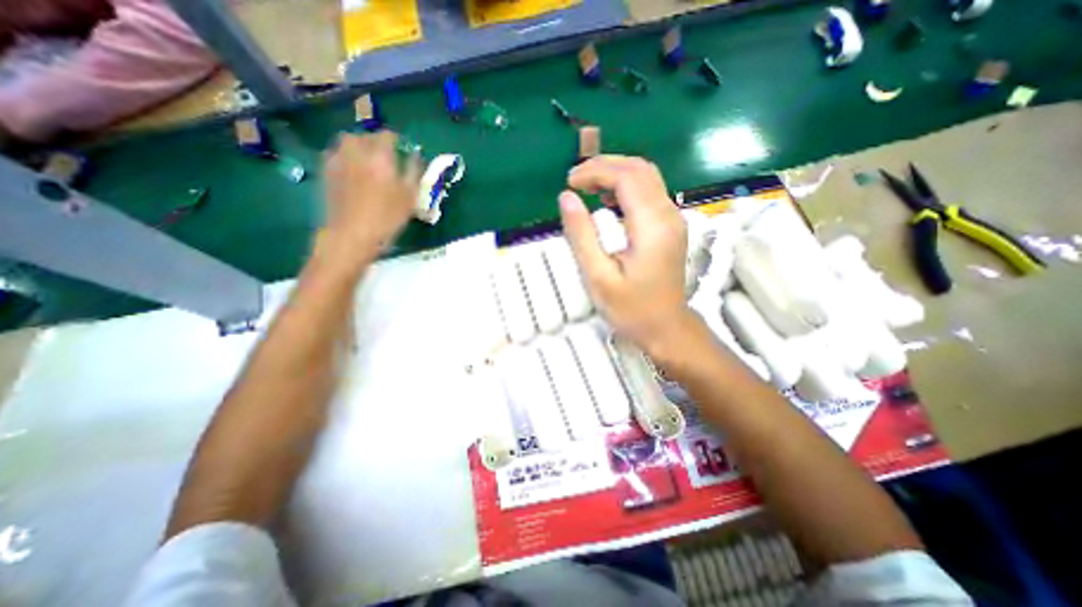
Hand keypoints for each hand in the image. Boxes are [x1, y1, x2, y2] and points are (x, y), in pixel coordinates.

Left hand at [318, 134, 418, 273]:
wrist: (352, 234)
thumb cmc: (387, 217)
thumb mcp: (410, 198)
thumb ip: (413, 172)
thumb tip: (415, 155)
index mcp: (380, 157)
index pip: (387, 135)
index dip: (395, 140)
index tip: (401, 149)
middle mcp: (357, 152)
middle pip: (364, 135)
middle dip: (375, 142)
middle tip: (385, 156)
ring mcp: (338, 160)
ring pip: (347, 141)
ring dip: (358, 146)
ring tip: (367, 161)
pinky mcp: (326, 171)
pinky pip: (336, 153)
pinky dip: (345, 156)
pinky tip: (352, 170)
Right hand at [558, 154, 692, 356]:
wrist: (666, 328)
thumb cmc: (631, 309)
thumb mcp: (598, 277)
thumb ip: (581, 235)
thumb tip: (566, 198)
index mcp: (652, 226)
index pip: (626, 176)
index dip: (595, 171)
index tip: (569, 182)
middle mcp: (669, 214)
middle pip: (640, 168)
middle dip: (605, 165)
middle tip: (575, 180)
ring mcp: (673, 219)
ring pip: (647, 176)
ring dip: (616, 173)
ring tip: (587, 186)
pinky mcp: (671, 226)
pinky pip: (650, 192)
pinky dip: (626, 186)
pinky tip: (609, 199)